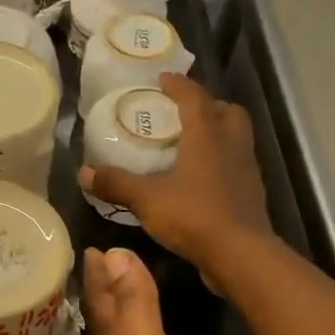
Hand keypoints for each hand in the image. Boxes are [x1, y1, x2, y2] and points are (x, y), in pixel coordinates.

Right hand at [79, 74, 274, 280]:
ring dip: (218, 134)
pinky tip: (201, 180)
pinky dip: (221, 164)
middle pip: (227, 112)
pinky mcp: (251, 195)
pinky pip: (236, 166)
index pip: (195, 98)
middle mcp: (232, 145)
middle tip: (185, 112)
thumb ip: (116, 184)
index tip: (164, 79)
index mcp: (208, 135)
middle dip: (208, 106)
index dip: (179, 85)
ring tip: (191, 145)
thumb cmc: (194, 215)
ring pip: (236, 139)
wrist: (240, 254)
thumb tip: (84, 173)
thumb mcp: (147, 199)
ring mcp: (246, 170)